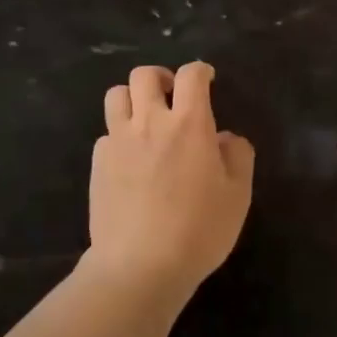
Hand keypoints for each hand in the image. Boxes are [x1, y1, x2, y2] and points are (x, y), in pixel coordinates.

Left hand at [90, 63, 253, 294]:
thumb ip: (238, 156)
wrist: (140, 266)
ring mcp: (118, 142)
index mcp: (189, 124)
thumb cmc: (199, 230)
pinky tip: (131, 159)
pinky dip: (119, 135)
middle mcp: (150, 122)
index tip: (208, 80)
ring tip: (146, 119)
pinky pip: (106, 133)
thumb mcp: (238, 195)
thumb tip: (225, 138)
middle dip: (162, 77)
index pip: (191, 75)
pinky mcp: (97, 164)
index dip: (201, 71)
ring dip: (133, 99)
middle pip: (144, 75)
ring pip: (116, 95)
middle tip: (173, 97)